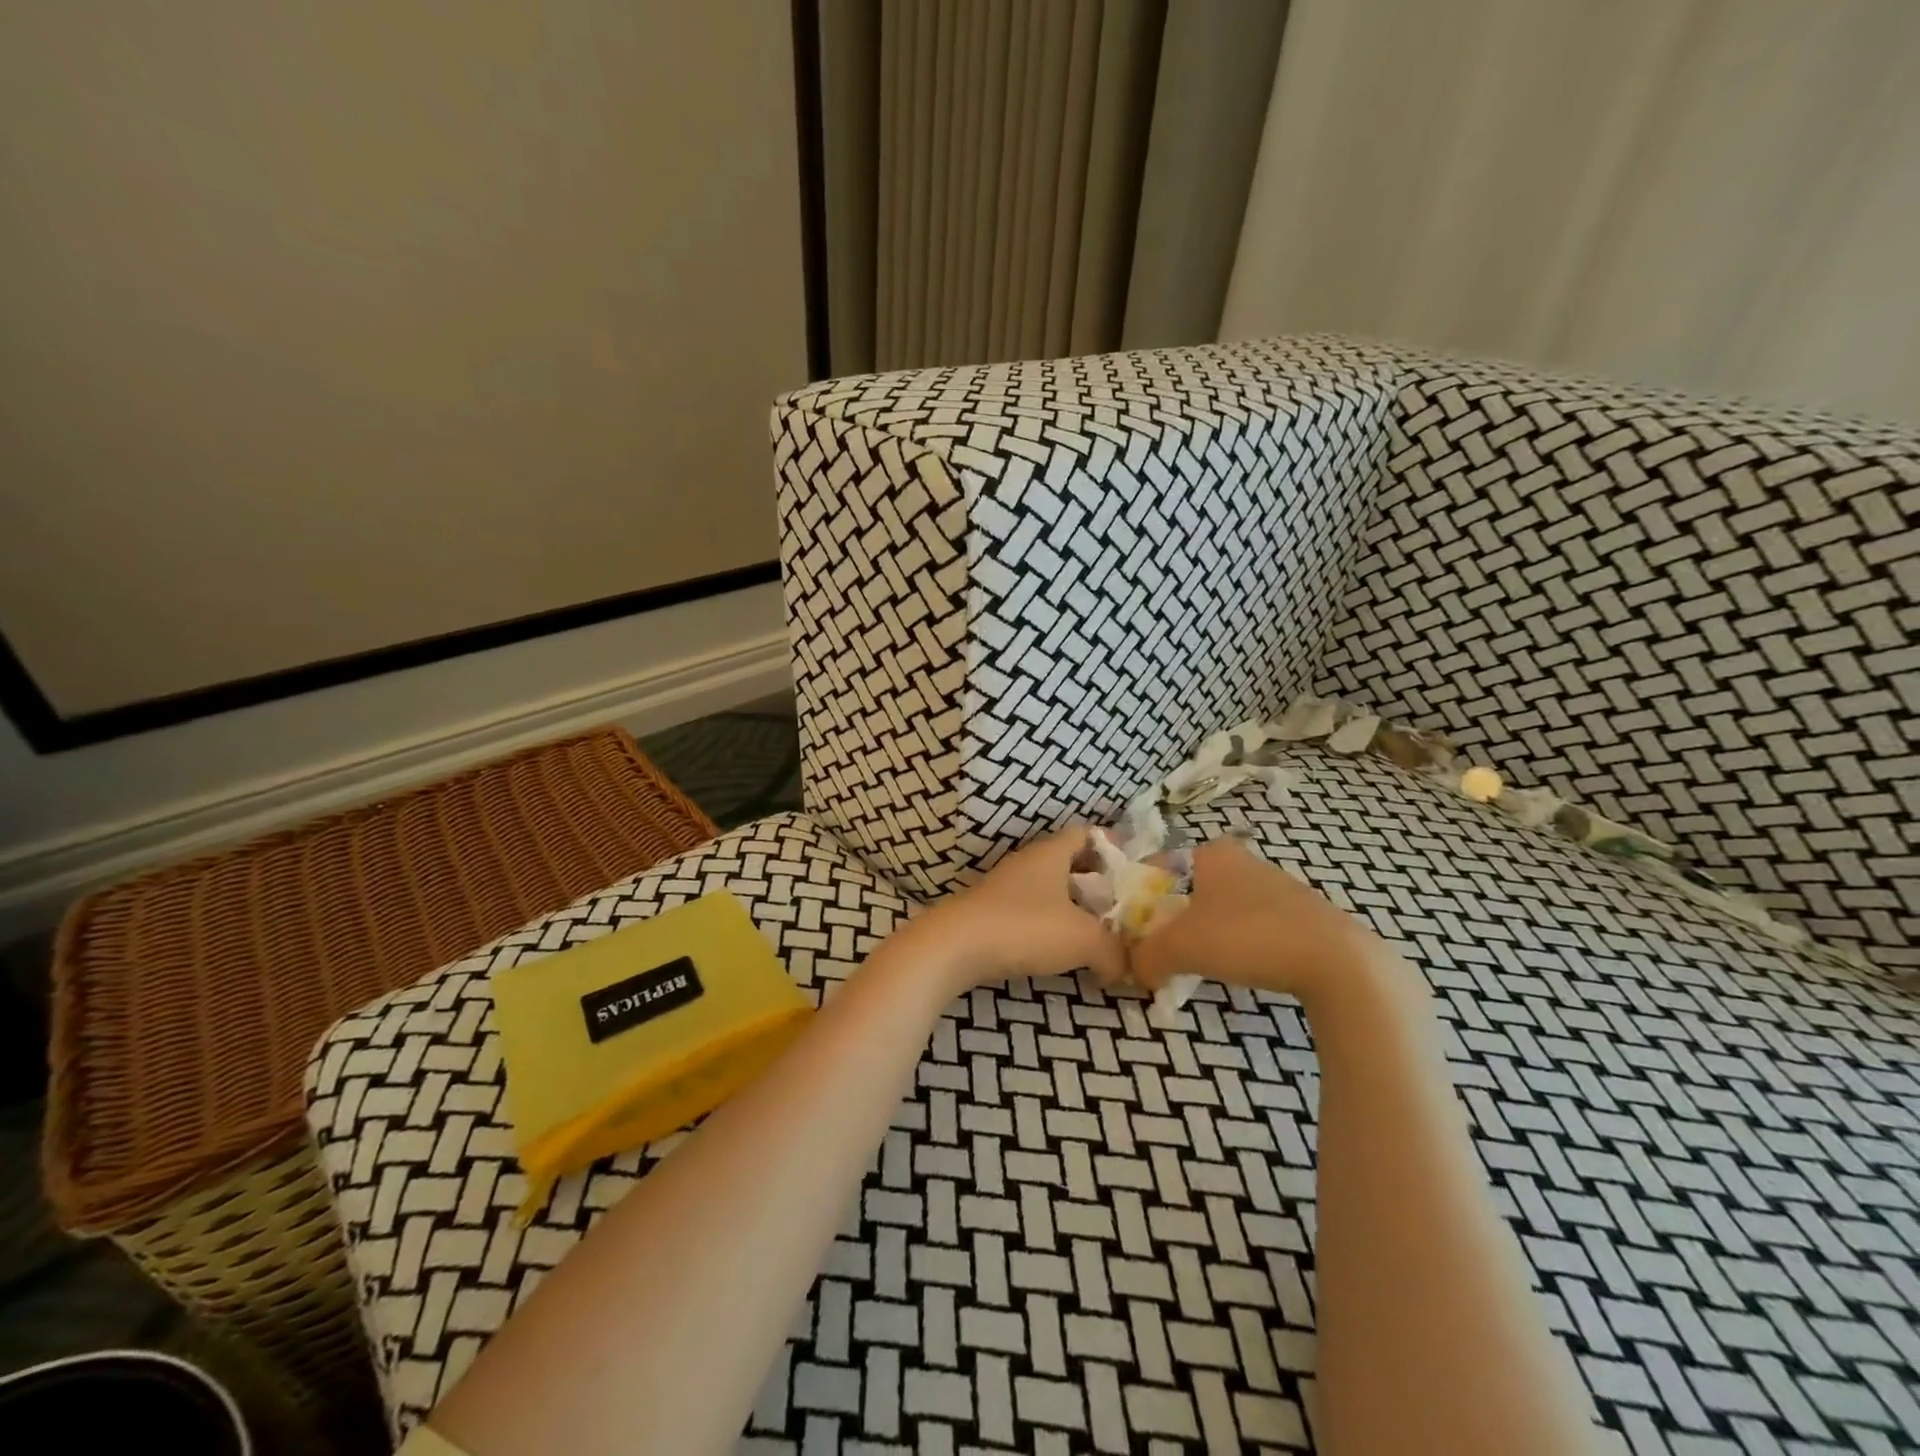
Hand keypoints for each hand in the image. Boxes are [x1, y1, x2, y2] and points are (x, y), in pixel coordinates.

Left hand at [908, 829, 1126, 990]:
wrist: (953, 947)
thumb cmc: (1024, 927)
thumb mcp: (1083, 939)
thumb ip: (1114, 951)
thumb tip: (1128, 968)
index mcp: (1050, 853)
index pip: (1085, 834)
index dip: (1110, 847)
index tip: (1132, 871)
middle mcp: (1027, 862)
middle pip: (1068, 863)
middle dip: (1095, 884)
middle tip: (1119, 909)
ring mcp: (1004, 887)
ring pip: (1047, 889)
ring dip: (1071, 907)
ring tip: (1095, 934)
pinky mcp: (989, 913)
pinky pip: (1029, 911)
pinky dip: (1048, 925)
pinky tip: (1058, 951)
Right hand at [1130, 838, 1403, 1013]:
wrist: (1337, 962)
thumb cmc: (1247, 937)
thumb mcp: (1181, 948)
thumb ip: (1146, 957)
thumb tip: (1132, 971)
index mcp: (1212, 853)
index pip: (1161, 866)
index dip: (1142, 897)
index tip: (1135, 929)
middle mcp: (1244, 860)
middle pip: (1191, 889)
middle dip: (1174, 919)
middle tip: (1163, 950)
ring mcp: (1278, 886)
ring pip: (1224, 909)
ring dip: (1208, 934)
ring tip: (1201, 965)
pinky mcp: (1303, 916)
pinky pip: (1255, 926)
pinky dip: (1242, 945)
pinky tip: (1244, 970)